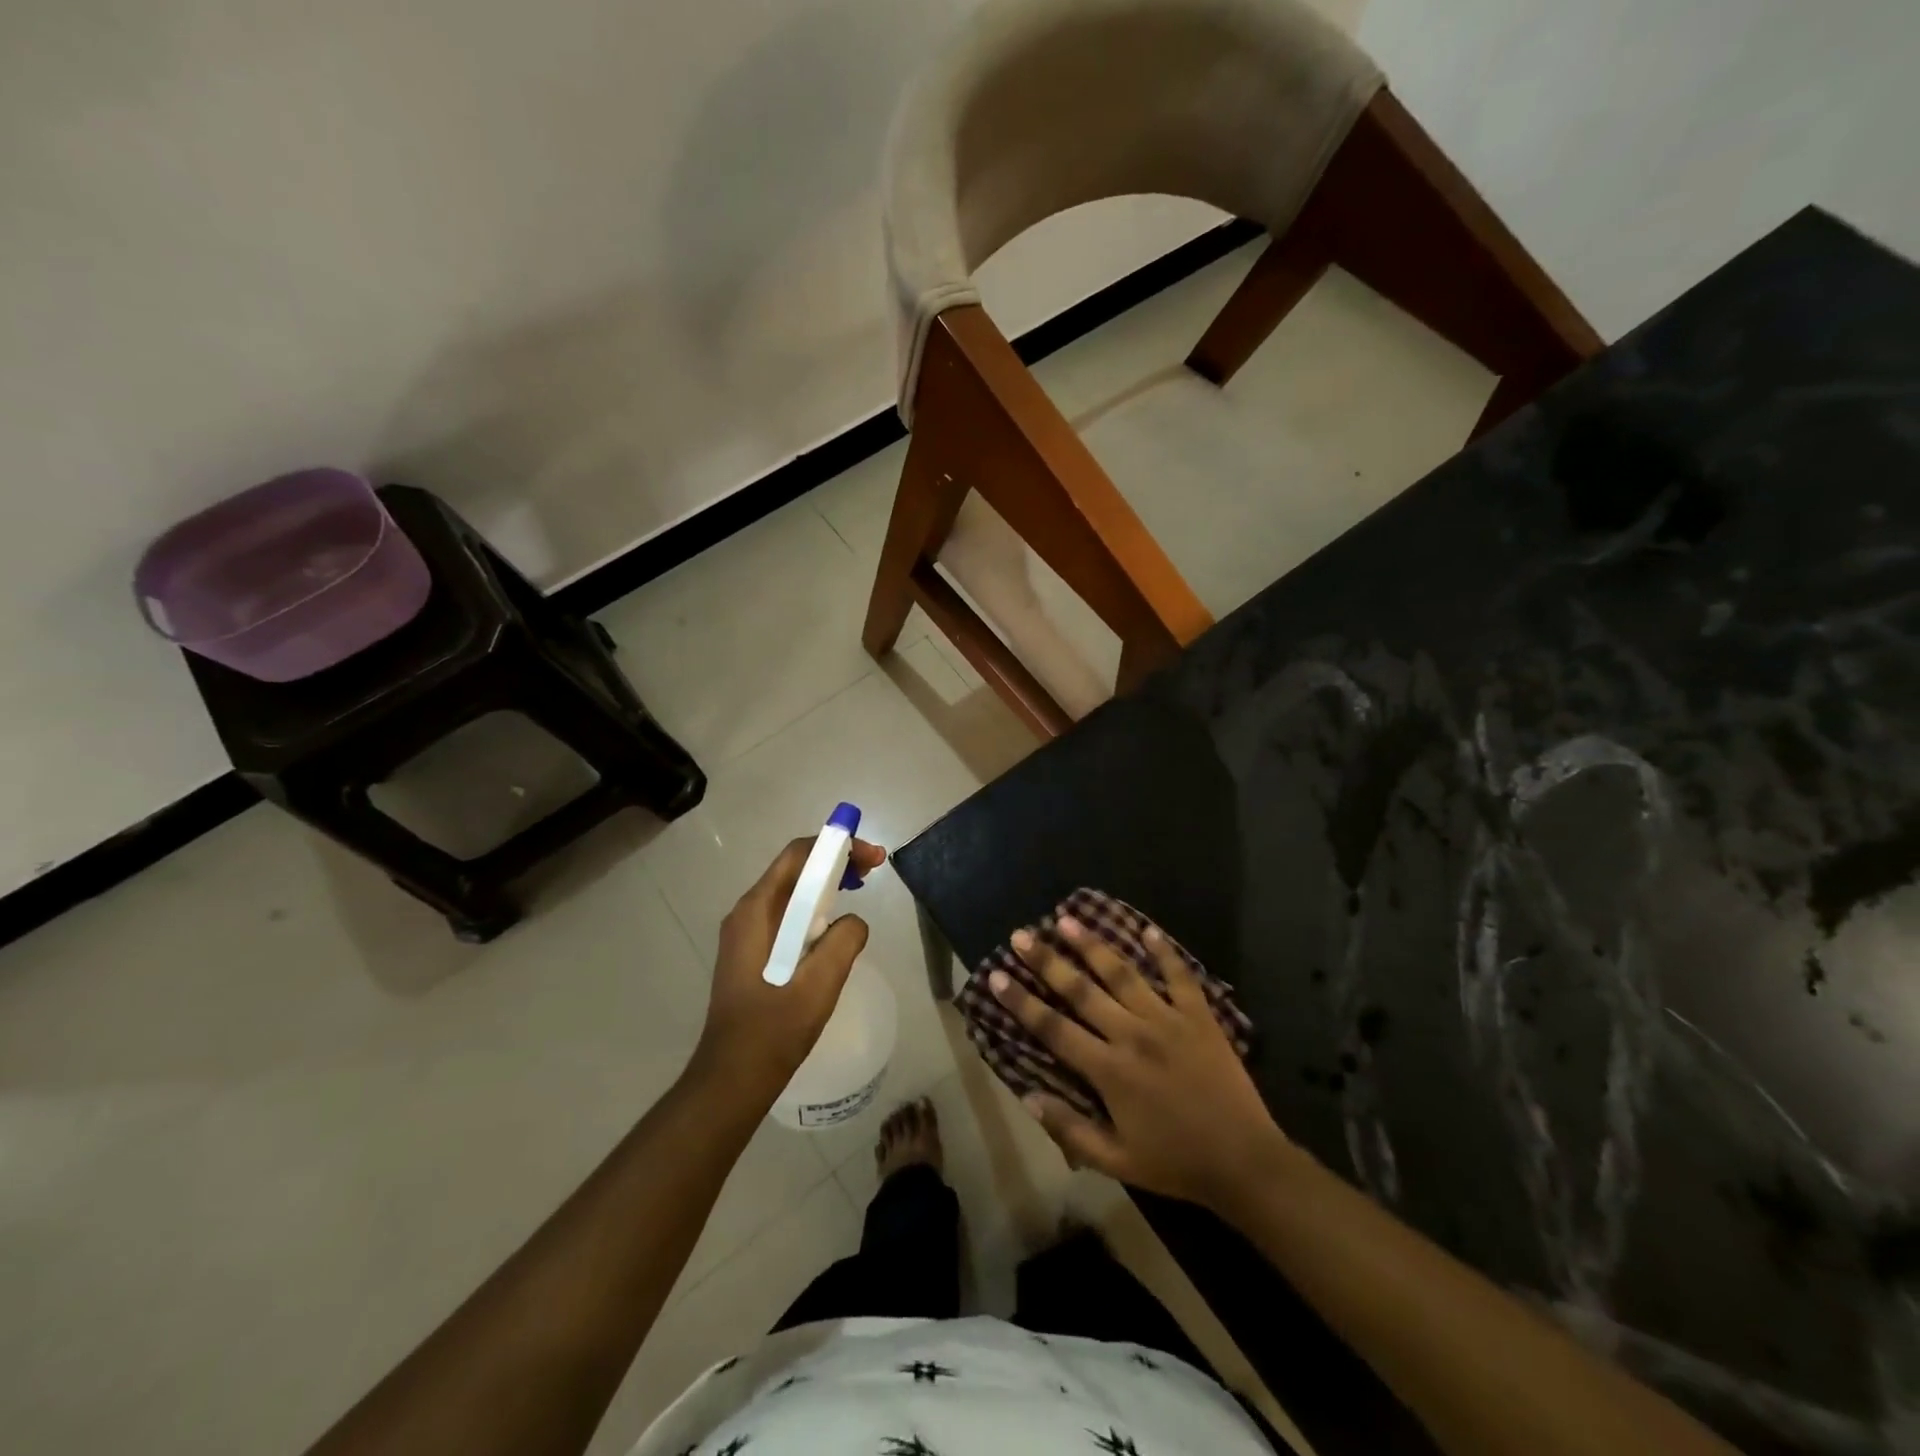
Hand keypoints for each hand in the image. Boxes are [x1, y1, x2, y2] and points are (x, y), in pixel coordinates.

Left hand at [693, 835, 886, 1092]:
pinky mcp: (752, 953)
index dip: (837, 846)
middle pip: (795, 869)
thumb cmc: (773, 1030)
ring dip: (826, 885)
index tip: (872, 857)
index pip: (797, 855)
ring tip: (859, 890)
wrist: (732, 1078)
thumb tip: (854, 922)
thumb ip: (844, 941)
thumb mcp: (819, 984)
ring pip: (791, 893)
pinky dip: (814, 909)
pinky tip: (834, 926)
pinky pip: (786, 916)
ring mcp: (746, 934)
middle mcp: (746, 913)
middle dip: (835, 862)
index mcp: (756, 911)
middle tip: (872, 871)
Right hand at [990, 916, 1294, 1210]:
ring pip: (1123, 973)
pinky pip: (1179, 976)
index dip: (1021, 1001)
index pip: (1053, 1028)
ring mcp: (1168, 1019)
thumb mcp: (1116, 1160)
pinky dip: (1164, 951)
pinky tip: (1147, 930)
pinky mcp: (1199, 1015)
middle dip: (1047, 960)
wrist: (1244, 1161)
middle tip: (1022, 934)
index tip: (996, 975)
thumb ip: (1070, 1129)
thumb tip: (1027, 1096)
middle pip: (1081, 989)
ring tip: (1067, 919)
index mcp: (1108, 1070)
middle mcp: (1132, 1034)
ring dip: (1092, 945)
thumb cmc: (1175, 1162)